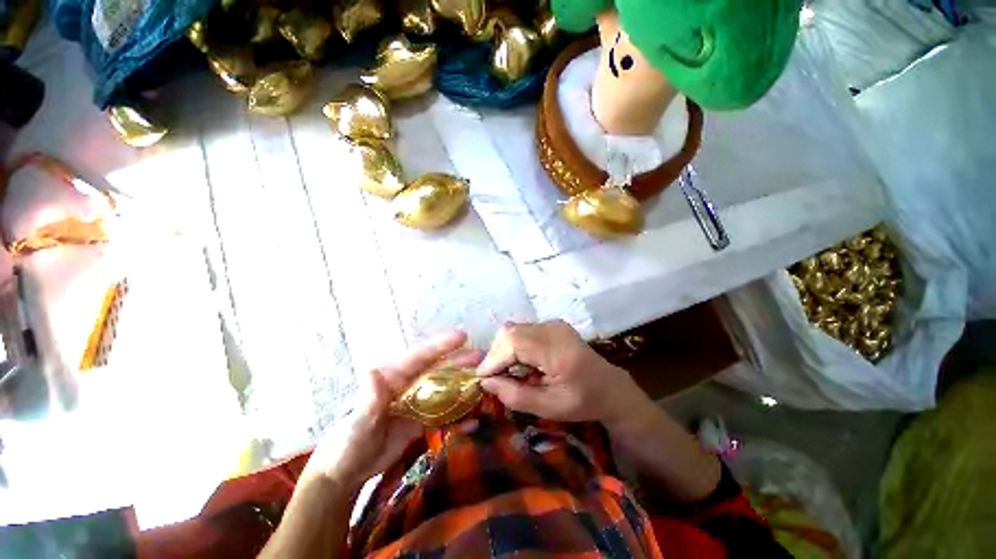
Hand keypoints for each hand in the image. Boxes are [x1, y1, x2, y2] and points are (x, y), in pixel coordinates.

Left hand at [303, 331, 481, 490]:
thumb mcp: (356, 422)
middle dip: (460, 361)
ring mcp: (416, 403)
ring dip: (463, 384)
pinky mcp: (420, 421)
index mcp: (392, 378)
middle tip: (482, 356)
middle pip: (438, 369)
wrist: (347, 471)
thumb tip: (372, 370)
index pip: (420, 357)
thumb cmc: (347, 443)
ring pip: (444, 388)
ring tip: (484, 380)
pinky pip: (443, 415)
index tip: (462, 336)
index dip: (440, 346)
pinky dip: (458, 418)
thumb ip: (368, 399)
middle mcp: (408, 385)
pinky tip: (473, 421)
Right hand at [477, 321, 651, 425]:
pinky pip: (523, 331)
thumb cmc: (584, 402)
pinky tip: (523, 363)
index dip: (494, 358)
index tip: (481, 378)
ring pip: (514, 329)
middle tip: (497, 378)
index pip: (514, 342)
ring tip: (511, 373)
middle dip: (497, 355)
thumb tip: (485, 382)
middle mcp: (554, 328)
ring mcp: (553, 323)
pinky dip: (515, 346)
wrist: (610, 387)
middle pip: (511, 332)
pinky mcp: (552, 324)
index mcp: (558, 349)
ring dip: (505, 350)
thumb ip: (514, 395)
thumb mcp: (549, 407)